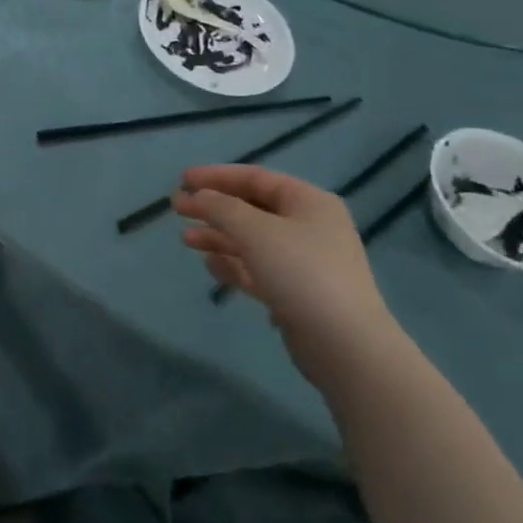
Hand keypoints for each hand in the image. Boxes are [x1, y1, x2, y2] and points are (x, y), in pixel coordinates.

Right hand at [173, 166, 404, 394]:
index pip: (255, 178)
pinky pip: (258, 269)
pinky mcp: (297, 293)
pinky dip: (234, 264)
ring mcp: (305, 262)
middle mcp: (309, 226)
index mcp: (308, 202)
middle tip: (176, 209)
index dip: (216, 176)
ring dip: (218, 237)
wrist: (345, 346)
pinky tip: (210, 265)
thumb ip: (220, 207)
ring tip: (185, 240)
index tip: (182, 180)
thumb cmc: (301, 273)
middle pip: (252, 208)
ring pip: (252, 240)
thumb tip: (197, 196)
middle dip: (213, 208)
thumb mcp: (255, 231)